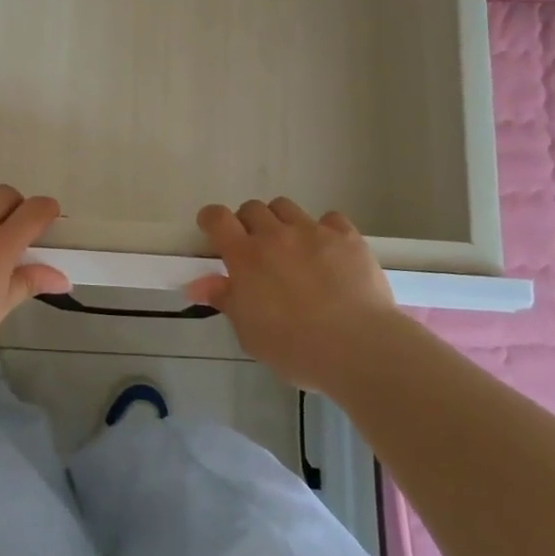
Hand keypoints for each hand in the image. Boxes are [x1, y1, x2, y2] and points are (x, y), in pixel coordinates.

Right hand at [187, 198, 396, 390]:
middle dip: (249, 224)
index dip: (211, 220)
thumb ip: (225, 301)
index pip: (217, 218)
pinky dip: (325, 230)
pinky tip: (330, 252)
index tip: (212, 230)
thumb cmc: (295, 348)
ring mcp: (312, 231)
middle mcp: (275, 235)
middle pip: (252, 208)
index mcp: (245, 257)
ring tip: (292, 247)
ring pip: (286, 207)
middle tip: (257, 249)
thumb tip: (197, 285)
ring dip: (282, 222)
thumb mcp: (250, 333)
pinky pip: (329, 219)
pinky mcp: (346, 236)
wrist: (357, 347)